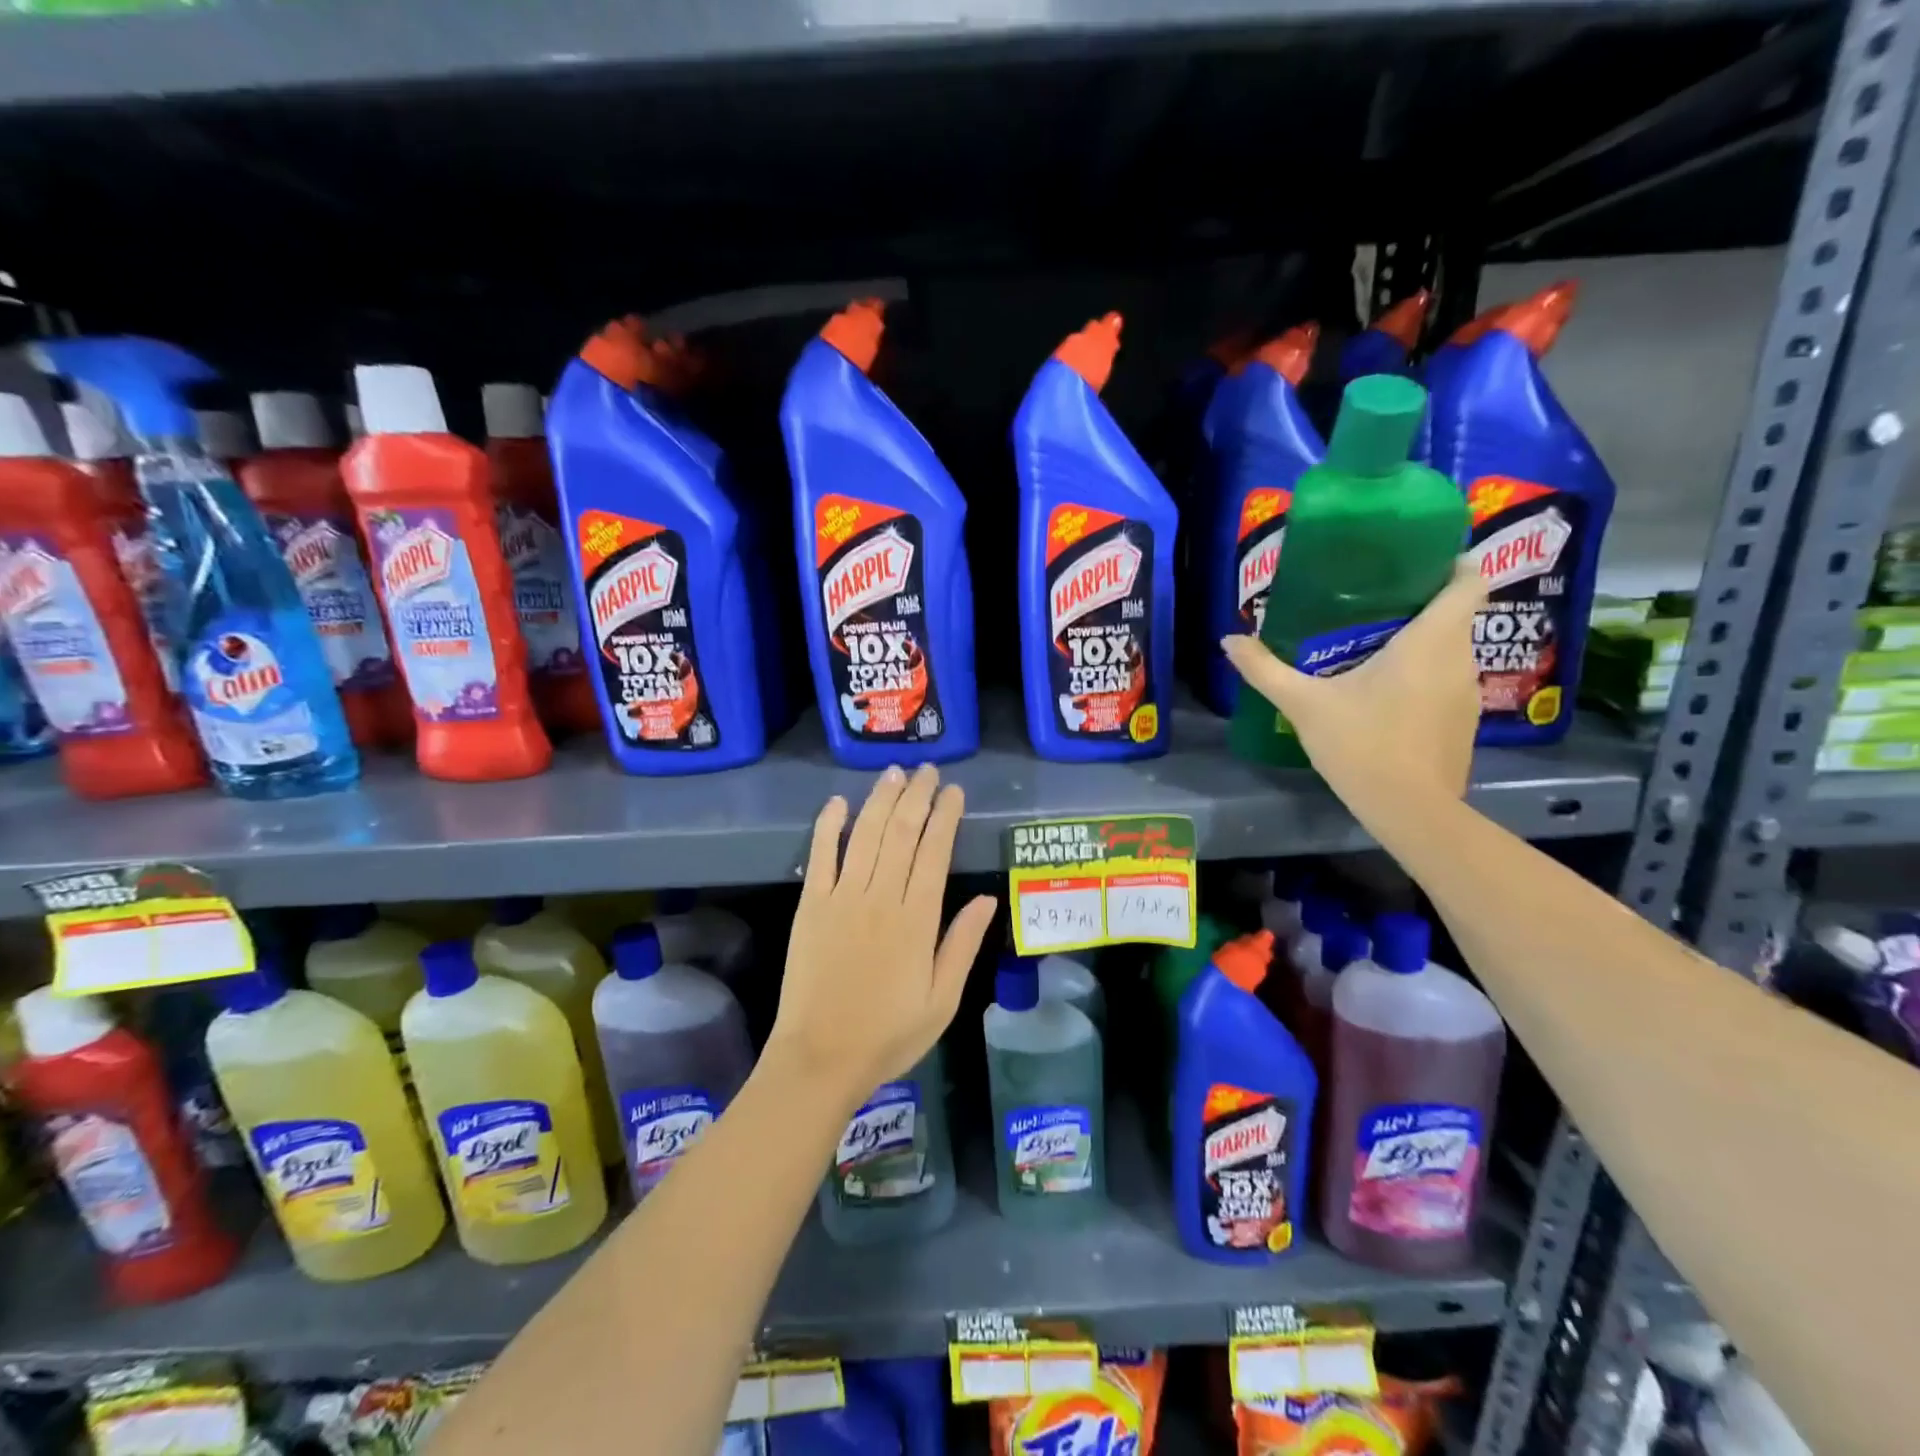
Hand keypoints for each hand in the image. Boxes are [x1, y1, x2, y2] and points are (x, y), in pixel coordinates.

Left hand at [767, 764, 996, 1108]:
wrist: (820, 1059)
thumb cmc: (888, 1035)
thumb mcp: (942, 1000)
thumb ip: (963, 945)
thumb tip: (989, 899)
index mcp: (917, 920)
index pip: (935, 852)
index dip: (946, 816)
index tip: (954, 791)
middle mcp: (881, 898)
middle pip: (902, 833)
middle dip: (917, 796)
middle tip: (928, 771)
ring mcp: (841, 898)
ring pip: (865, 835)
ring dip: (881, 800)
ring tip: (895, 773)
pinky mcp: (810, 905)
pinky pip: (820, 856)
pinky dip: (828, 826)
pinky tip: (838, 802)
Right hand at [1221, 556, 1486, 816]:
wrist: (1409, 810)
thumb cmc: (1362, 743)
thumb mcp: (1304, 704)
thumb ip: (1265, 670)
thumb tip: (1228, 640)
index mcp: (1431, 640)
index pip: (1469, 580)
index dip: (1452, 562)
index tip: (1418, 561)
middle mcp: (1460, 658)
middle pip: (1454, 615)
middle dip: (1420, 604)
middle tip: (1372, 605)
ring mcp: (1467, 693)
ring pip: (1450, 651)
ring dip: (1420, 644)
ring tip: (1374, 648)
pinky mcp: (1463, 723)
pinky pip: (1446, 682)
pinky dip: (1423, 677)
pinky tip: (1386, 696)